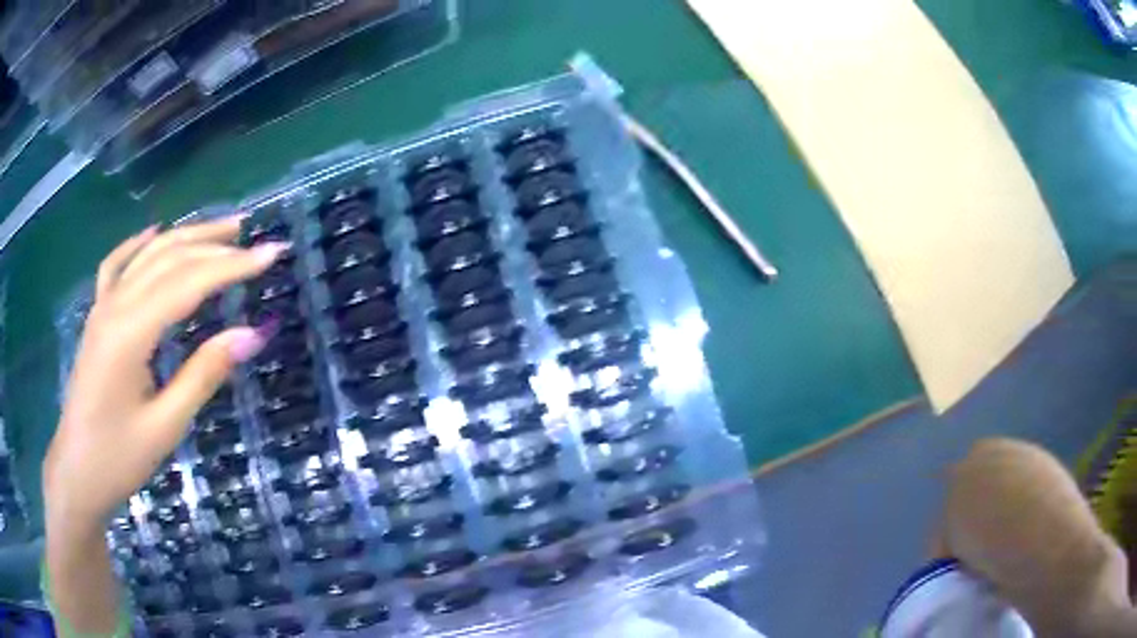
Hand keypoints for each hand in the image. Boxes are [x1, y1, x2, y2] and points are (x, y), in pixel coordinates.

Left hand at [43, 217, 286, 530]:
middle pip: (169, 257)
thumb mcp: (165, 426)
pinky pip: (116, 267)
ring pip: (147, 255)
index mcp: (130, 332)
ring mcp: (102, 307)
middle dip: (214, 245)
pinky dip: (137, 245)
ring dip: (186, 237)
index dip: (231, 266)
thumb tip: (251, 335)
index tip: (271, 254)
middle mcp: (115, 306)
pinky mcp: (96, 317)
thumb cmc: (118, 458)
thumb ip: (203, 374)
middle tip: (256, 241)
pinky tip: (152, 233)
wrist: (76, 473)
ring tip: (222, 231)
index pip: (188, 282)